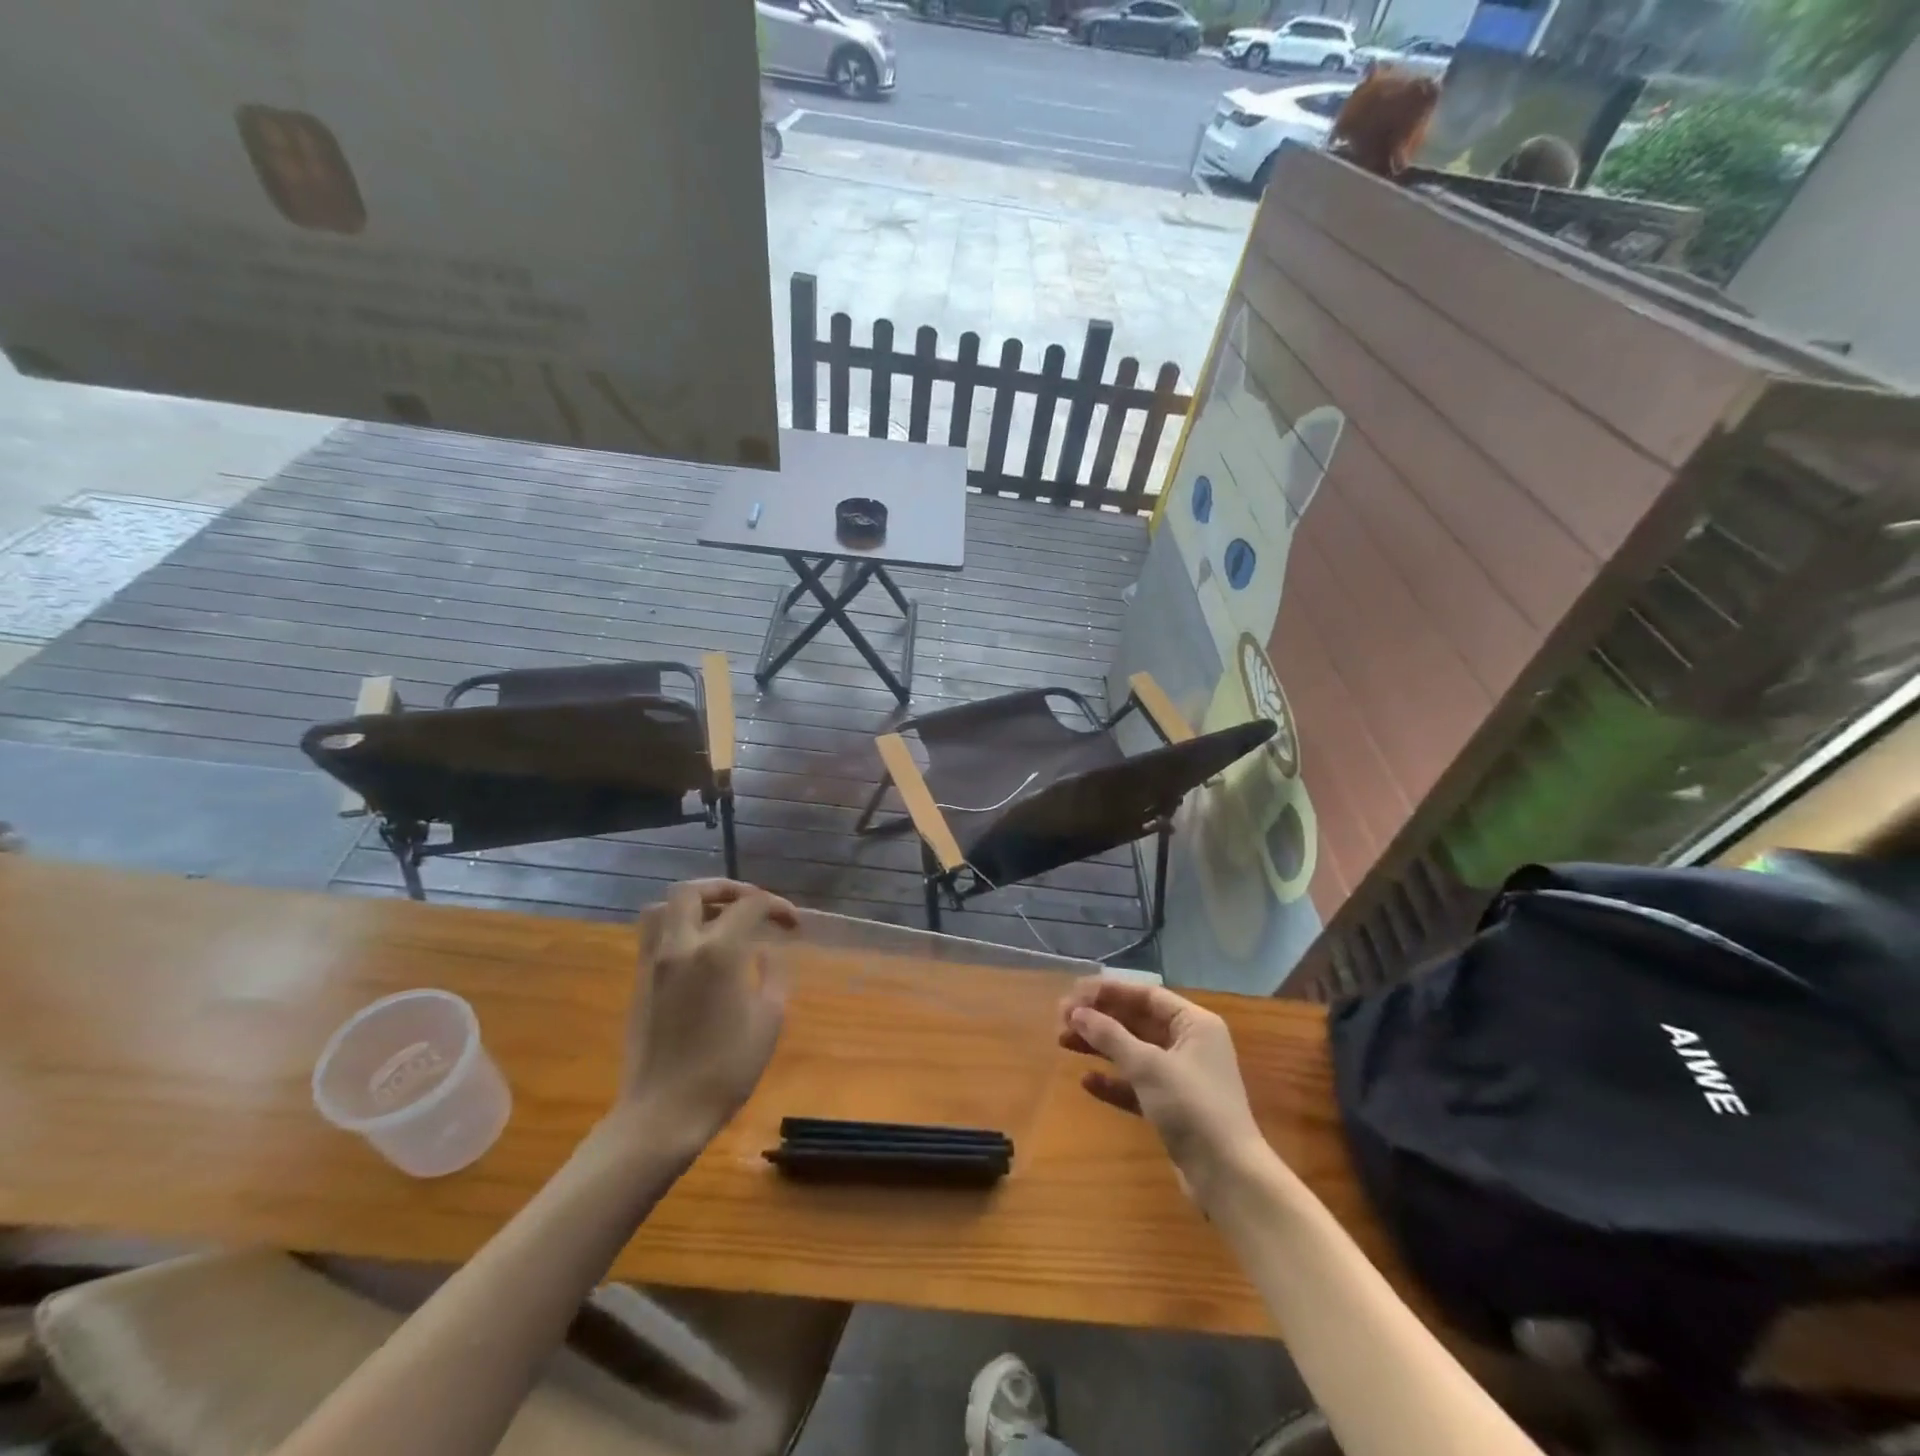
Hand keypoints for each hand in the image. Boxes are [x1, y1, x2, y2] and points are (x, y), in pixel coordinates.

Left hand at [618, 879, 798, 1149]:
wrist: (663, 1114)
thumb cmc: (725, 1070)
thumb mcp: (768, 1021)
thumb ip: (771, 975)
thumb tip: (766, 951)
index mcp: (718, 952)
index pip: (750, 905)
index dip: (777, 906)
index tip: (793, 924)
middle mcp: (681, 946)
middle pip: (694, 891)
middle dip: (726, 888)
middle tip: (750, 903)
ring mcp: (653, 963)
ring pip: (663, 908)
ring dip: (693, 903)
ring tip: (719, 918)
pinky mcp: (639, 982)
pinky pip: (652, 935)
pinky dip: (676, 926)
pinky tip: (699, 950)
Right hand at [1059, 977, 1265, 1196]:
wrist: (1228, 1177)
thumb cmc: (1192, 1107)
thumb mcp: (1148, 1066)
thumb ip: (1111, 1036)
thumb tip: (1077, 1012)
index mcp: (1195, 1024)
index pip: (1146, 995)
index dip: (1108, 992)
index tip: (1073, 994)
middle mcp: (1190, 1044)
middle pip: (1137, 1021)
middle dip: (1100, 1019)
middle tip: (1061, 1019)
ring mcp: (1182, 1077)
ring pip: (1134, 1052)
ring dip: (1101, 1046)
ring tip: (1063, 1042)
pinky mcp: (1173, 1107)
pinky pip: (1137, 1084)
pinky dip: (1114, 1081)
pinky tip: (1086, 1082)